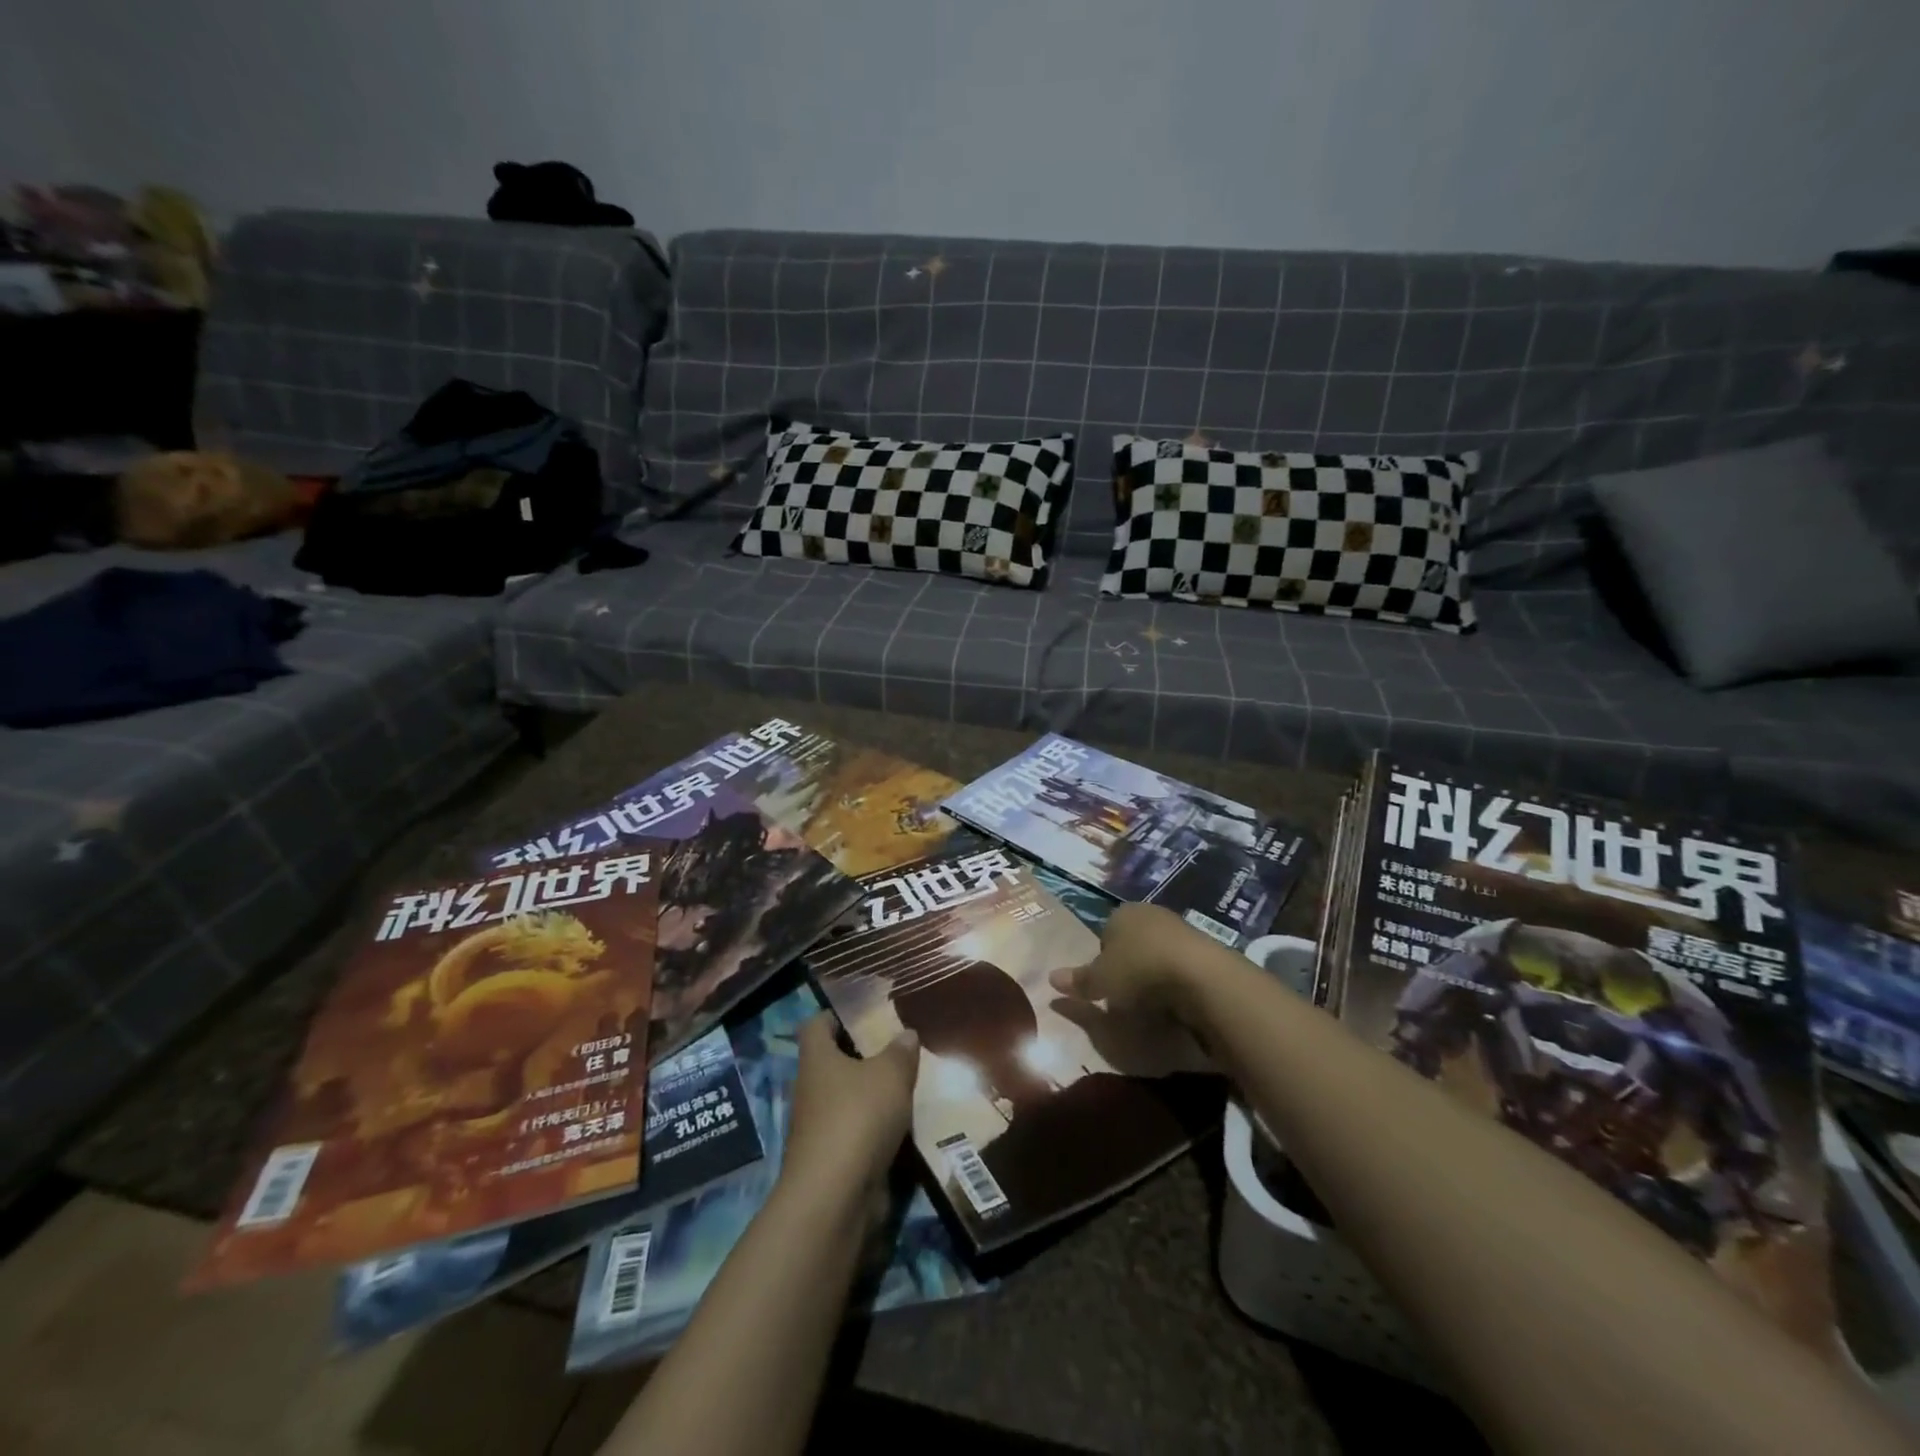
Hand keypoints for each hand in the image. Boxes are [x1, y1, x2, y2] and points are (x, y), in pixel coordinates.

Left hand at [777, 1015, 918, 1223]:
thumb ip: (900, 1052)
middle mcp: (811, 1089)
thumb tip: (906, 1034)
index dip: (835, 1016)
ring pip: (846, 1100)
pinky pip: (856, 1134)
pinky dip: (875, 1129)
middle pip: (832, 1063)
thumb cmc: (857, 1117)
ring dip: (871, 1096)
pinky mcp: (832, 1160)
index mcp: (817, 1059)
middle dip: (861, 1057)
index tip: (862, 1014)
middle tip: (897, 1050)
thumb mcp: (890, 1075)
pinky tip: (903, 1127)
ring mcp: (818, 1128)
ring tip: (907, 1087)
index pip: (816, 1025)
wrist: (835, 1197)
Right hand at [1047, 902, 1209, 1018]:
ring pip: (1159, 954)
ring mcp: (1182, 929)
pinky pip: (1182, 967)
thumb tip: (1051, 978)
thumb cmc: (1139, 971)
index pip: (1105, 934)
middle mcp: (1151, 913)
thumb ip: (1078, 981)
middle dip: (1130, 967)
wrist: (1200, 976)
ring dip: (1155, 976)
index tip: (1106, 986)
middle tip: (1127, 996)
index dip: (1103, 961)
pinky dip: (1178, 983)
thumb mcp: (1100, 981)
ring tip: (1154, 1005)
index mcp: (1122, 913)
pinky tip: (1178, 1003)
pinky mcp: (1206, 949)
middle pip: (1133, 943)